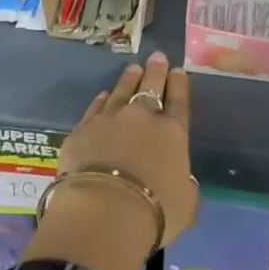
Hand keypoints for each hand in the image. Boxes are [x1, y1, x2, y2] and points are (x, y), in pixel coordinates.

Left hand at [56, 52, 198, 246]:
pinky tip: (102, 95)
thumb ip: (186, 187)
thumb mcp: (186, 205)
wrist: (103, 210)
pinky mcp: (82, 130)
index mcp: (172, 132)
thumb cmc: (155, 212)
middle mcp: (142, 117)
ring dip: (128, 79)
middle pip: (150, 86)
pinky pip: (95, 108)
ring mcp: (109, 119)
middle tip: (157, 57)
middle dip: (155, 71)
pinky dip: (100, 101)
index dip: (179, 85)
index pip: (178, 101)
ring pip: (120, 91)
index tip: (178, 71)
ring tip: (133, 69)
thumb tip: (182, 180)